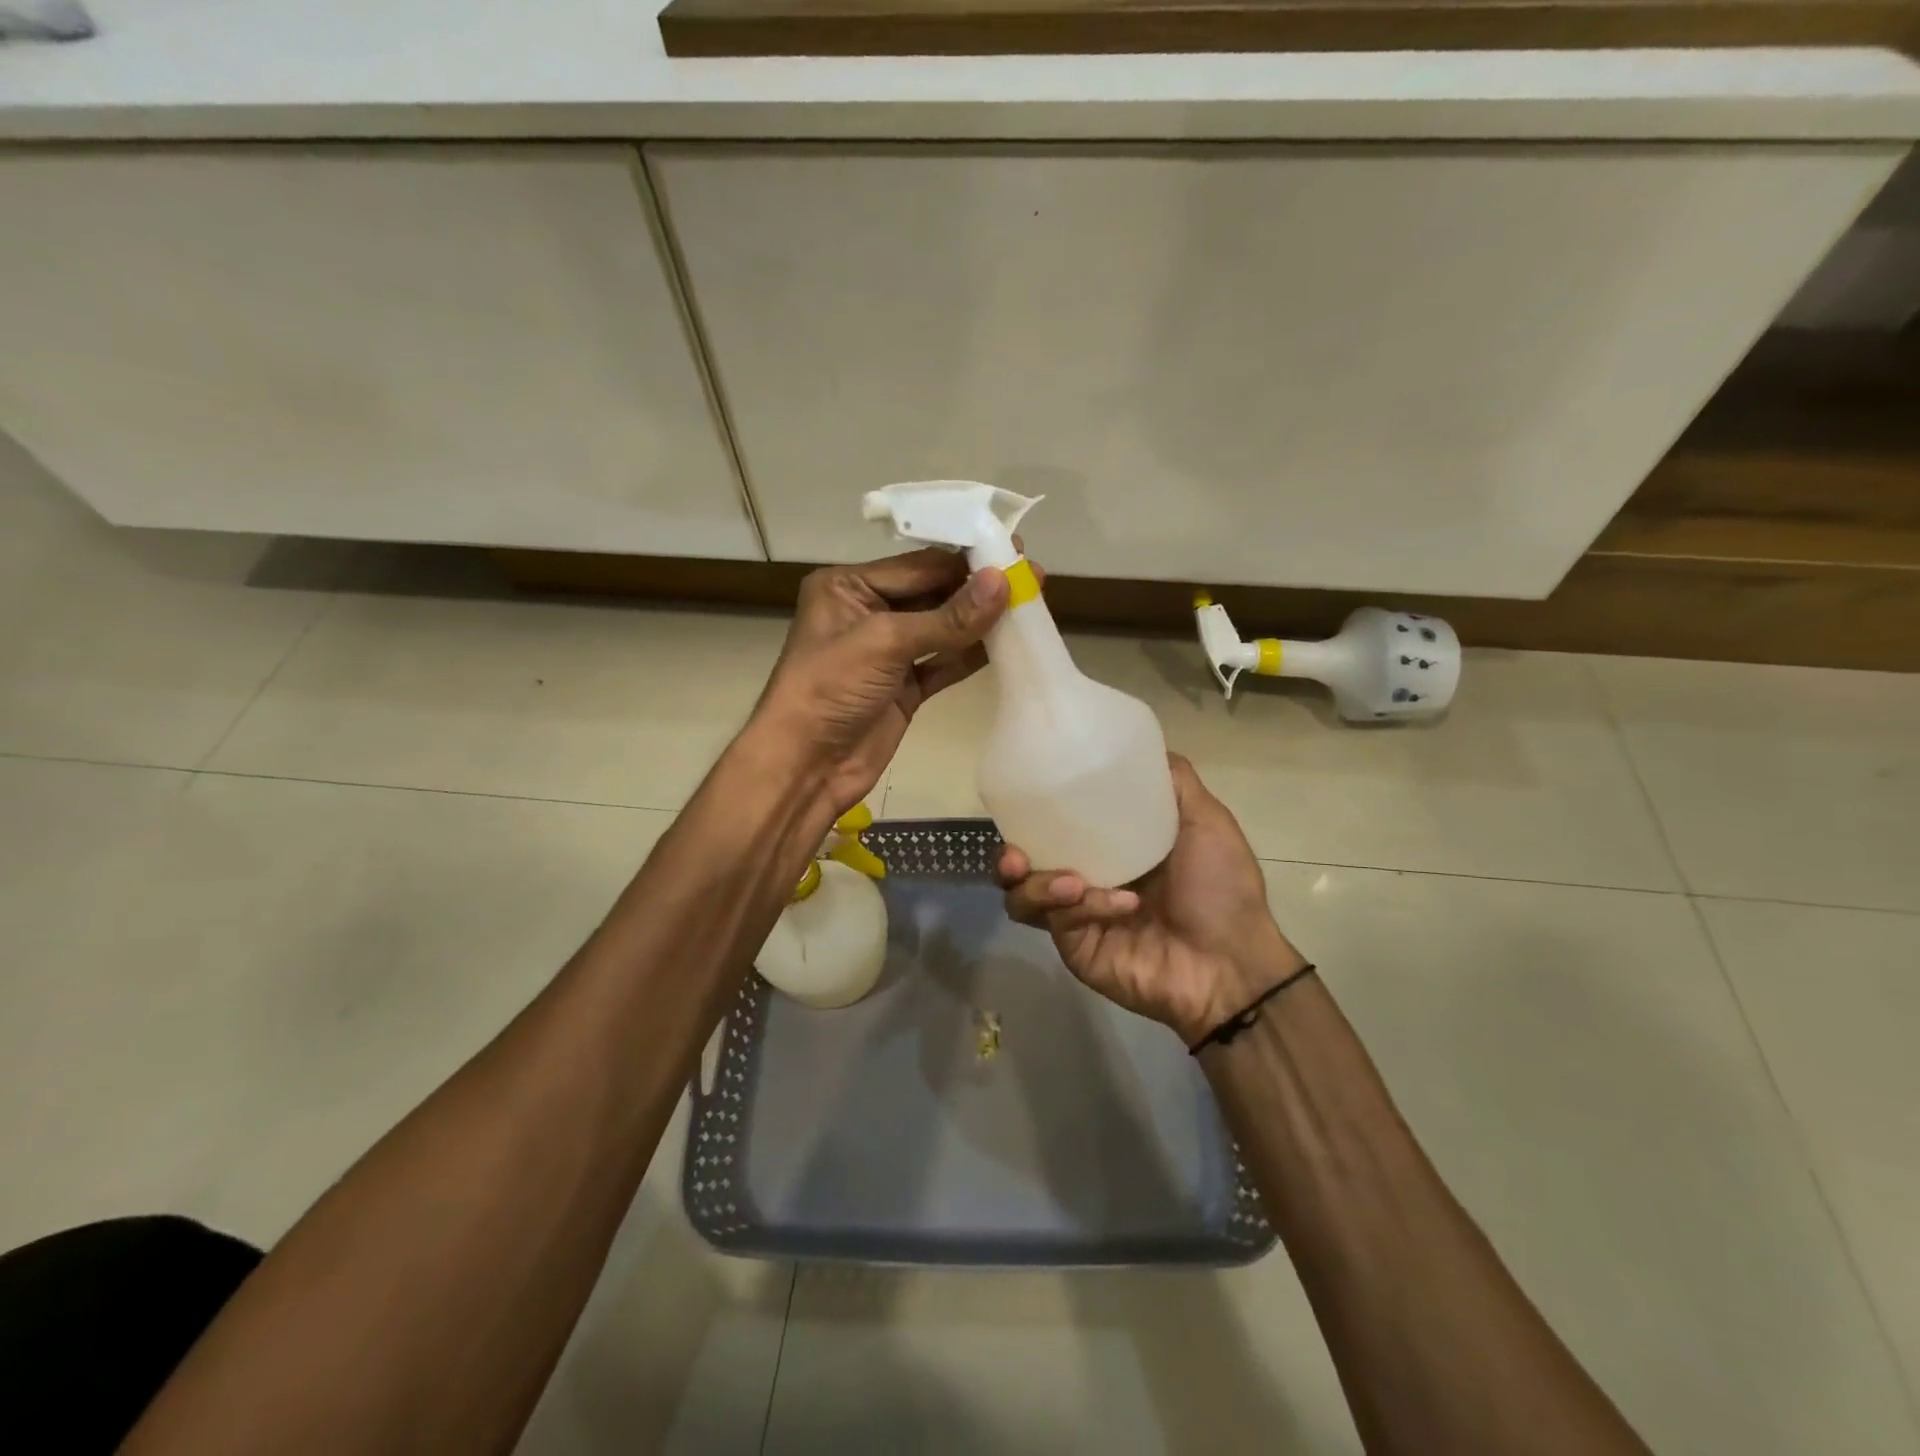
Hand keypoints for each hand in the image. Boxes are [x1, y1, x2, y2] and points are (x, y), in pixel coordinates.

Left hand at [751, 549, 1011, 815]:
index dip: (965, 560)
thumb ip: (948, 616)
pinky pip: (944, 663)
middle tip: (1032, 575)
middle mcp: (867, 612)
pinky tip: (1008, 643)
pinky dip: (972, 655)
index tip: (1013, 550)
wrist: (806, 766)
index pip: (917, 566)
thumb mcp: (885, 642)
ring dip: (981, 621)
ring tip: (1030, 604)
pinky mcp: (904, 687)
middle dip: (978, 588)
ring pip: (943, 629)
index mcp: (848, 587)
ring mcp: (887, 653)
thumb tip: (1003, 580)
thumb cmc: (830, 689)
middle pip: (933, 593)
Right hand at [998, 755, 1306, 1045]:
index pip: (1054, 827)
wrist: (1233, 963)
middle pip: (1025, 864)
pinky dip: (1084, 908)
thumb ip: (1174, 783)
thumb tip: (1142, 745)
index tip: (1026, 798)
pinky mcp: (1076, 949)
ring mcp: (1077, 917)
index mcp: (1108, 848)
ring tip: (1069, 882)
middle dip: (1010, 856)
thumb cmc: (1222, 889)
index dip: (1031, 815)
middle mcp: (1084, 879)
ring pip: (1023, 897)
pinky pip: (1056, 923)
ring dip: (1038, 885)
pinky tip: (1119, 905)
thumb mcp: (1206, 822)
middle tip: (1017, 853)